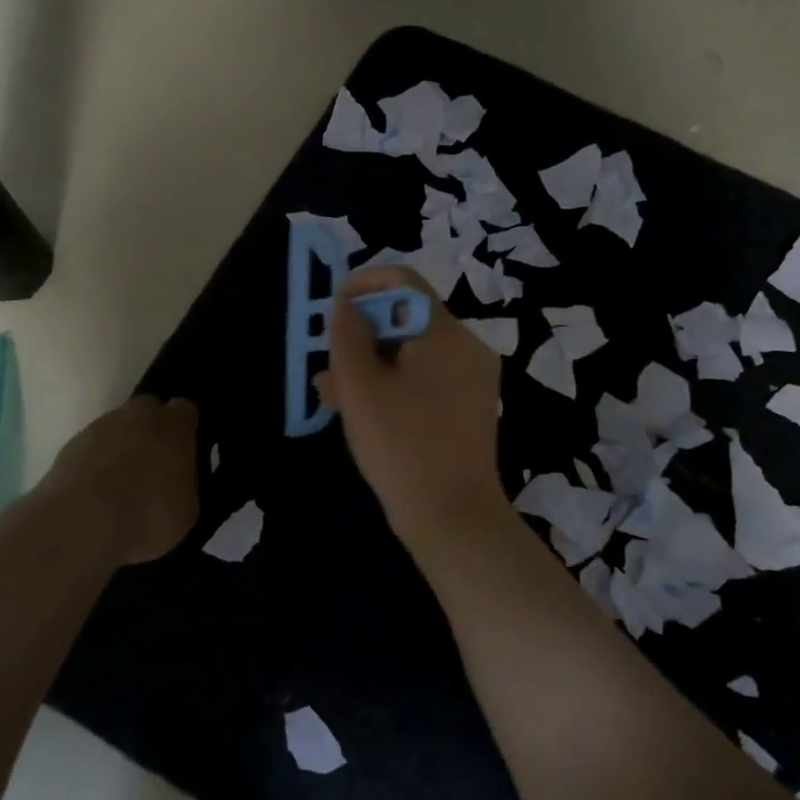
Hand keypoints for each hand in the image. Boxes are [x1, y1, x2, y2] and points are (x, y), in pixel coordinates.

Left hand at [38, 395, 200, 564]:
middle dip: (152, 429)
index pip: (186, 410)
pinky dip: (96, 462)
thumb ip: (186, 483)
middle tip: (154, 463)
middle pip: (148, 409)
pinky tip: (96, 492)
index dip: (185, 429)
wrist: (81, 524)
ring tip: (122, 483)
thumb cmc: (148, 515)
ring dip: (121, 446)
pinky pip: (92, 448)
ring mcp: (100, 428)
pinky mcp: (69, 447)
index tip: (185, 450)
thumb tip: (178, 481)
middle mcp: (139, 416)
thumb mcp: (188, 509)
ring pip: (117, 427)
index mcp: (175, 426)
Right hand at [317, 265, 504, 535]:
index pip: (404, 282)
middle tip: (327, 362)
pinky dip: (394, 385)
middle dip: (362, 334)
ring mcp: (472, 378)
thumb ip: (347, 336)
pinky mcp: (470, 407)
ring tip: (332, 393)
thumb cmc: (401, 446)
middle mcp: (466, 347)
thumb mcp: (361, 387)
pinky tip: (361, 412)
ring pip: (413, 353)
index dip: (364, 284)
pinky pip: (427, 379)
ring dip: (371, 364)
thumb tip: (346, 305)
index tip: (333, 307)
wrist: (453, 518)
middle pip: (407, 319)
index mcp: (445, 333)